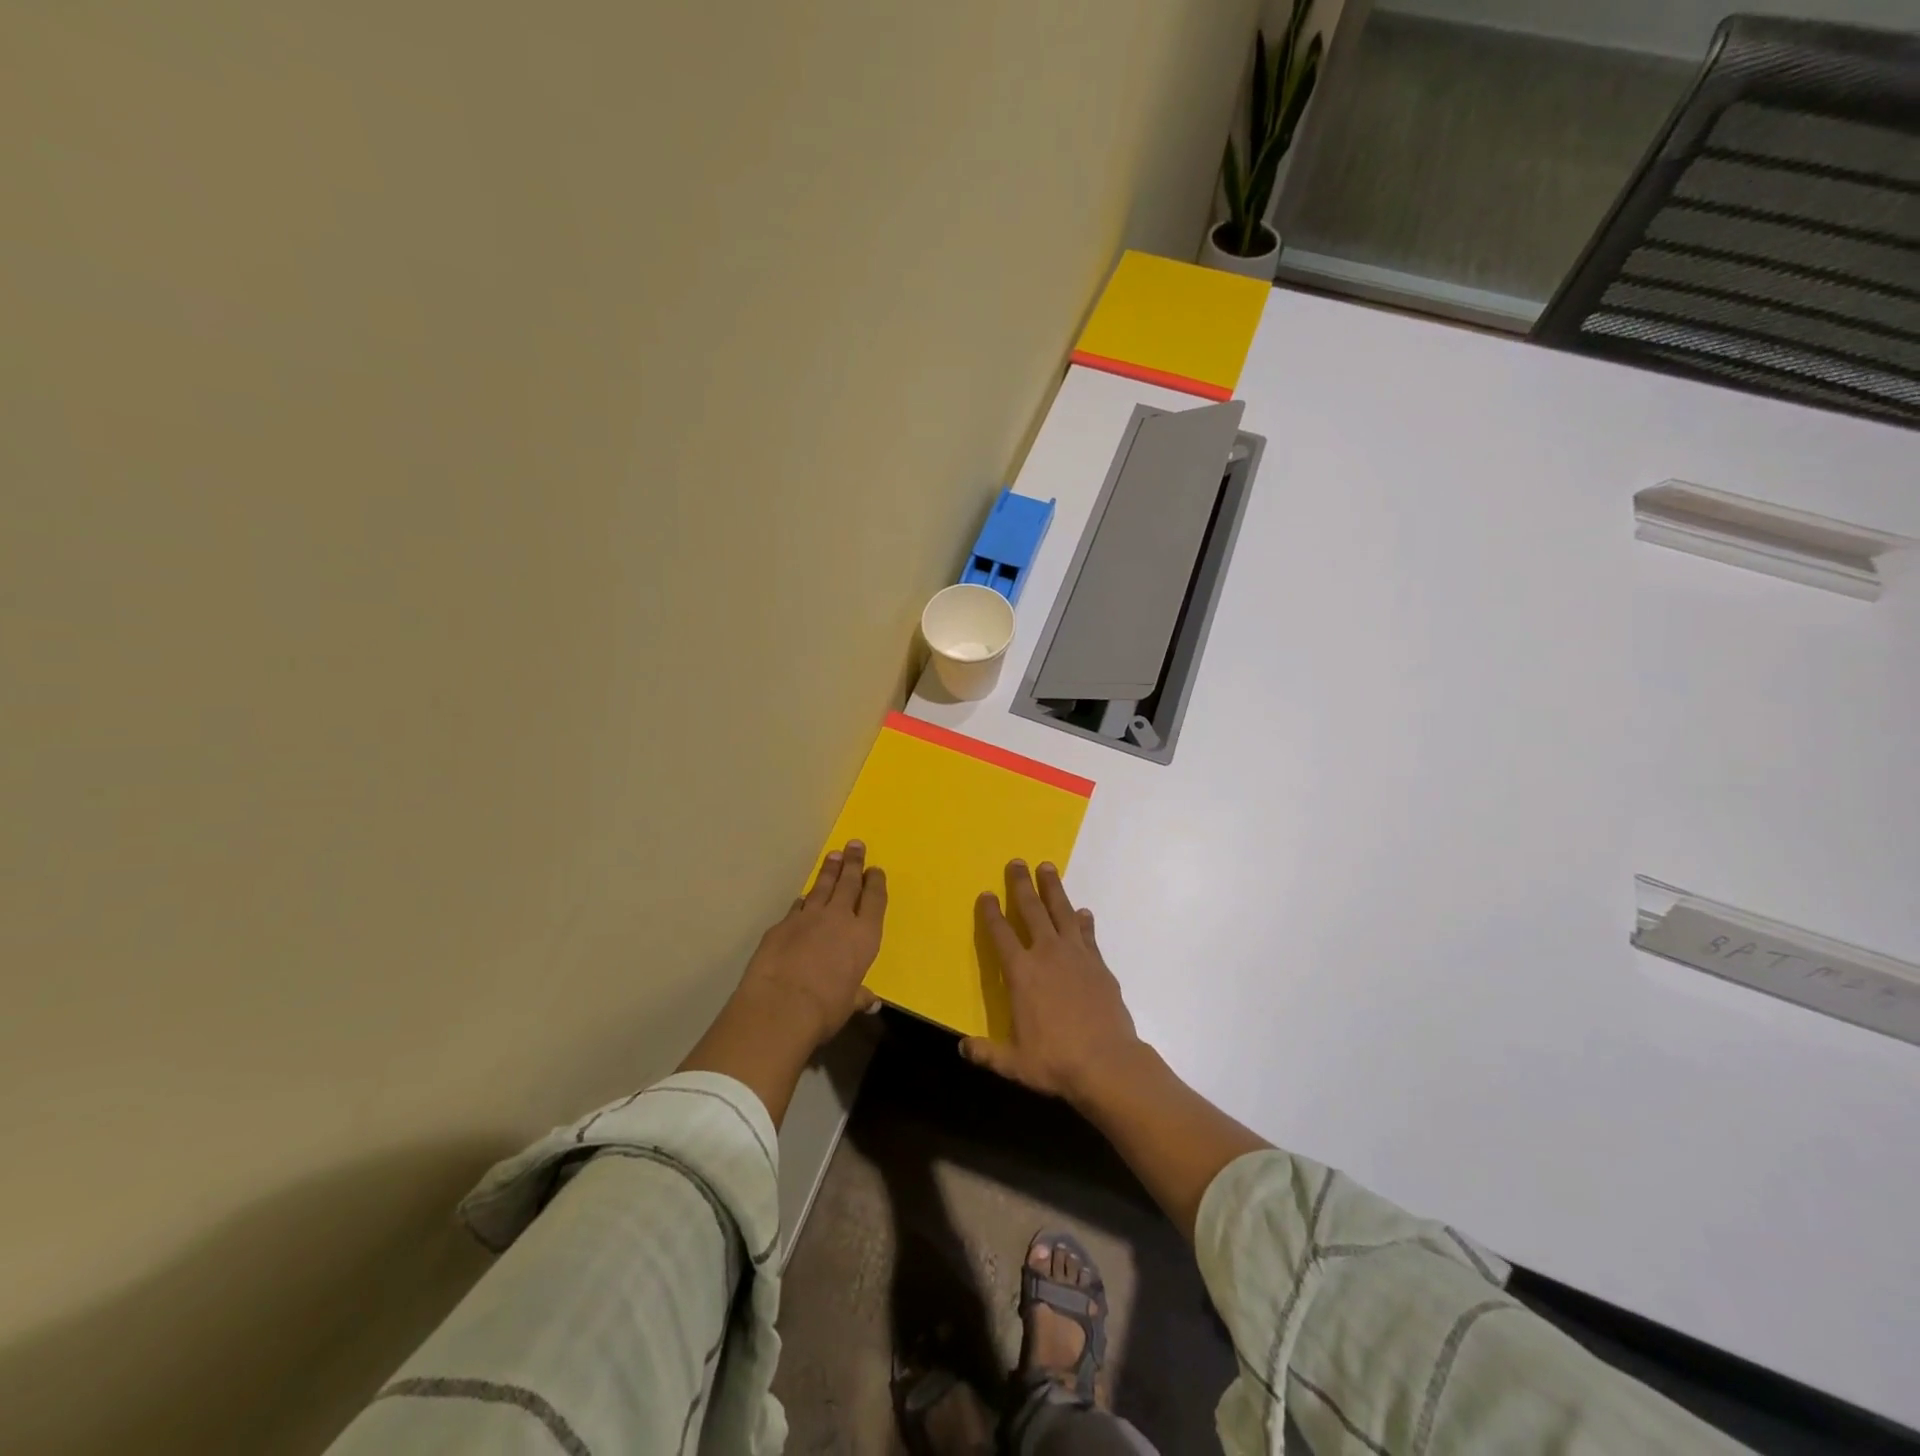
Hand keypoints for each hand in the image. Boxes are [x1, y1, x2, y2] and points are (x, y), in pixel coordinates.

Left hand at [736, 839, 887, 1050]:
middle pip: (848, 883)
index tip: (875, 869)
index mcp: (864, 935)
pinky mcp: (782, 924)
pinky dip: (803, 901)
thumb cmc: (825, 1007)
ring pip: (821, 887)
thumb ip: (858, 996)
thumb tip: (870, 1001)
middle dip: (853, 863)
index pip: (874, 900)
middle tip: (854, 844)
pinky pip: (797, 906)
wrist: (781, 1005)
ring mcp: (808, 917)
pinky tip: (803, 897)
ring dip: (828, 871)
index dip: (875, 883)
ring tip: (833, 856)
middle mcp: (838, 919)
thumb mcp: (848, 1003)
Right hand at [962, 860, 1142, 1105]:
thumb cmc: (1055, 1062)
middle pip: (1032, 911)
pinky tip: (1083, 912)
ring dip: (1053, 889)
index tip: (986, 894)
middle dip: (1022, 885)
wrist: (1107, 1063)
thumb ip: (985, 1052)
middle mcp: (1047, 954)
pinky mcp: (1099, 964)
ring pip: (1062, 912)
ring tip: (1047, 868)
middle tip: (1017, 862)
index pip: (1000, 935)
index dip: (991, 913)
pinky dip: (1083, 921)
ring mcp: (1076, 956)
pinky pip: (1088, 935)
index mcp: (1021, 973)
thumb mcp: (1013, 1062)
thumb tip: (961, 1046)